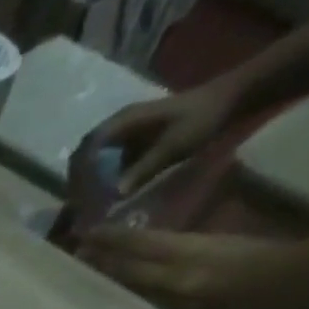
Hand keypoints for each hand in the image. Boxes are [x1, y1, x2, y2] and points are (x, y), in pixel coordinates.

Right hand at [76, 226, 308, 308]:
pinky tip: (132, 242)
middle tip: (75, 241)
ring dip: (120, 239)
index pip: (130, 271)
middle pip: (135, 250)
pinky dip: (143, 241)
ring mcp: (199, 247)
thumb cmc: (261, 306)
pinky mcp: (211, 241)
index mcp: (183, 282)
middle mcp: (184, 261)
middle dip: (105, 245)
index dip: (101, 264)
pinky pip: (167, 242)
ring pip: (149, 242)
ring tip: (94, 237)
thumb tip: (136, 307)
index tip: (74, 259)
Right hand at [85, 77, 243, 194]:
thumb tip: (115, 195)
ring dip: (90, 184)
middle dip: (79, 183)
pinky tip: (108, 197)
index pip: (86, 150)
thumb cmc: (202, 118)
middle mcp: (117, 127)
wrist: (230, 100)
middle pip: (84, 157)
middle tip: (81, 208)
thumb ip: (144, 169)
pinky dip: (104, 181)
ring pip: (94, 162)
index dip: (78, 175)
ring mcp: (124, 135)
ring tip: (91, 206)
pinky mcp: (133, 143)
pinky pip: (109, 164)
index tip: (79, 199)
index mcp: (122, 122)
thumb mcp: (174, 145)